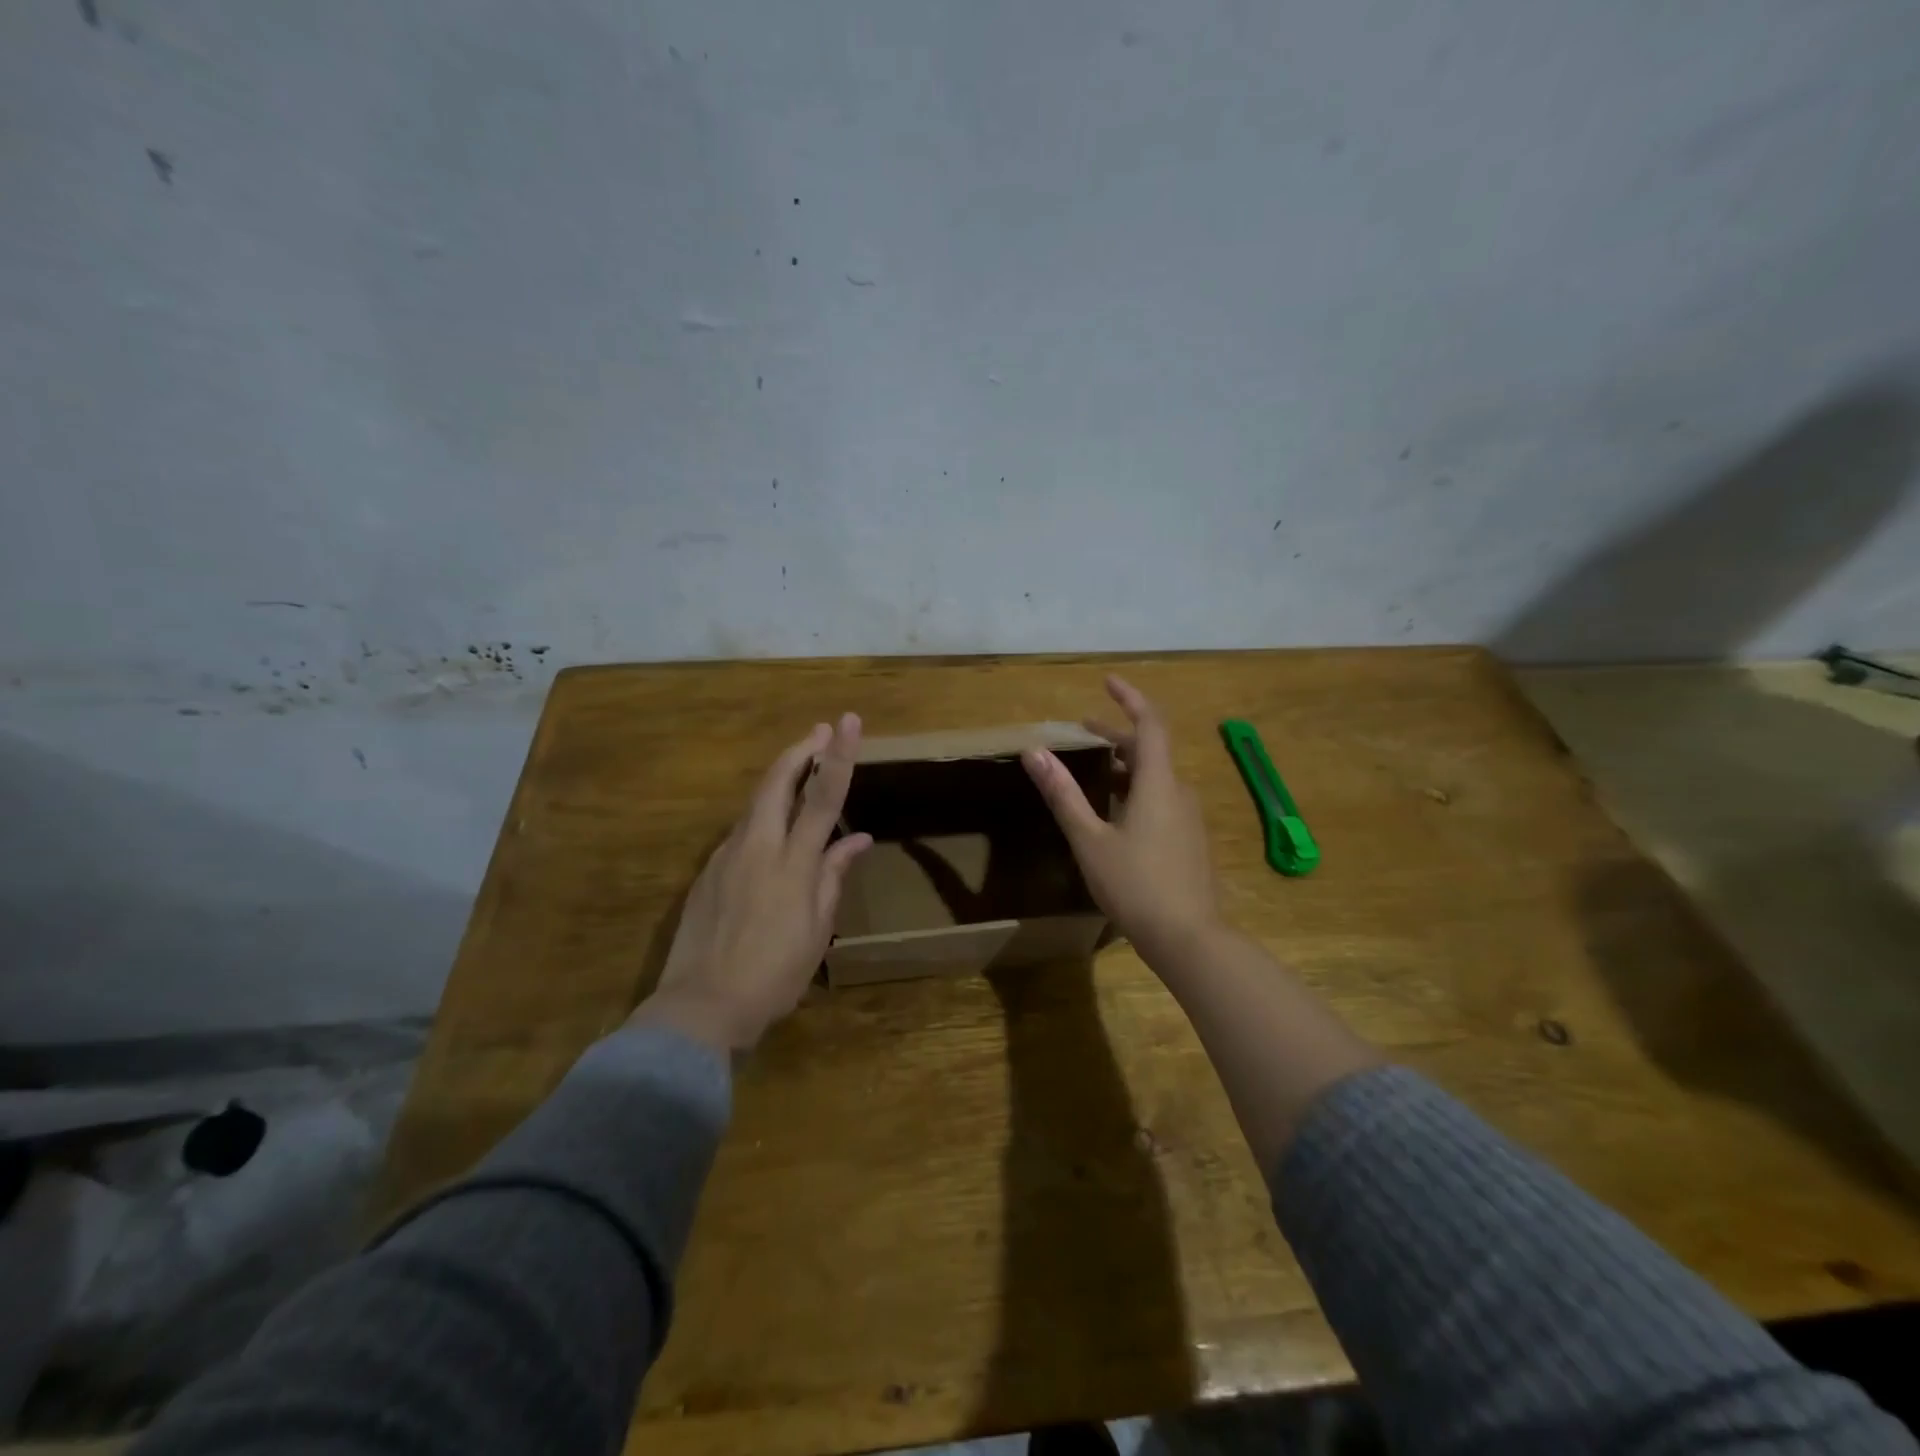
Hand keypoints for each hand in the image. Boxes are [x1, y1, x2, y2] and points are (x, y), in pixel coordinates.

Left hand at [628, 714, 871, 1050]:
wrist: (701, 1006)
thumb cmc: (774, 974)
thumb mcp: (817, 930)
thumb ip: (833, 877)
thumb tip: (858, 839)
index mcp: (792, 864)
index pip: (821, 797)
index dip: (837, 756)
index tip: (847, 722)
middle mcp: (757, 848)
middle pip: (776, 782)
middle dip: (799, 751)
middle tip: (820, 731)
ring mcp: (725, 857)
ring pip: (754, 804)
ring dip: (779, 781)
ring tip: (799, 773)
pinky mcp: (706, 871)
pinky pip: (740, 833)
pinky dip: (761, 819)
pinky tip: (770, 834)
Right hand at [1022, 676, 1219, 962]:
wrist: (1189, 939)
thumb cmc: (1135, 885)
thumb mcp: (1090, 840)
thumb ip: (1063, 795)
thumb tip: (1034, 752)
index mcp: (1158, 784)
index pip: (1149, 725)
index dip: (1130, 698)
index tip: (1108, 682)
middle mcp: (1179, 793)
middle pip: (1150, 750)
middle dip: (1117, 736)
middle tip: (1084, 732)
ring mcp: (1189, 819)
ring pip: (1156, 778)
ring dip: (1126, 766)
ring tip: (1094, 772)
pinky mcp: (1190, 841)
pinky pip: (1162, 800)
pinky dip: (1137, 790)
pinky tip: (1116, 814)